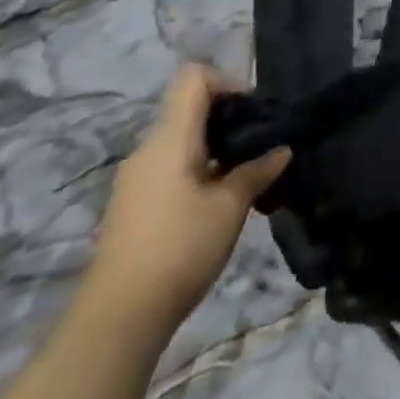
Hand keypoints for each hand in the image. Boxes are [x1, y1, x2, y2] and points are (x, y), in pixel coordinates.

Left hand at [80, 66, 289, 335]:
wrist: (117, 320)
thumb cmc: (180, 248)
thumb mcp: (231, 206)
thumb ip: (258, 171)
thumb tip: (282, 150)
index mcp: (170, 139)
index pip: (194, 79)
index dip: (227, 82)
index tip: (255, 111)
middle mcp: (148, 150)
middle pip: (189, 110)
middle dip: (229, 120)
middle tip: (260, 145)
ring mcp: (136, 180)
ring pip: (181, 143)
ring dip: (215, 150)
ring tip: (245, 177)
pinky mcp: (132, 207)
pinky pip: (170, 169)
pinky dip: (198, 171)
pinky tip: (218, 203)